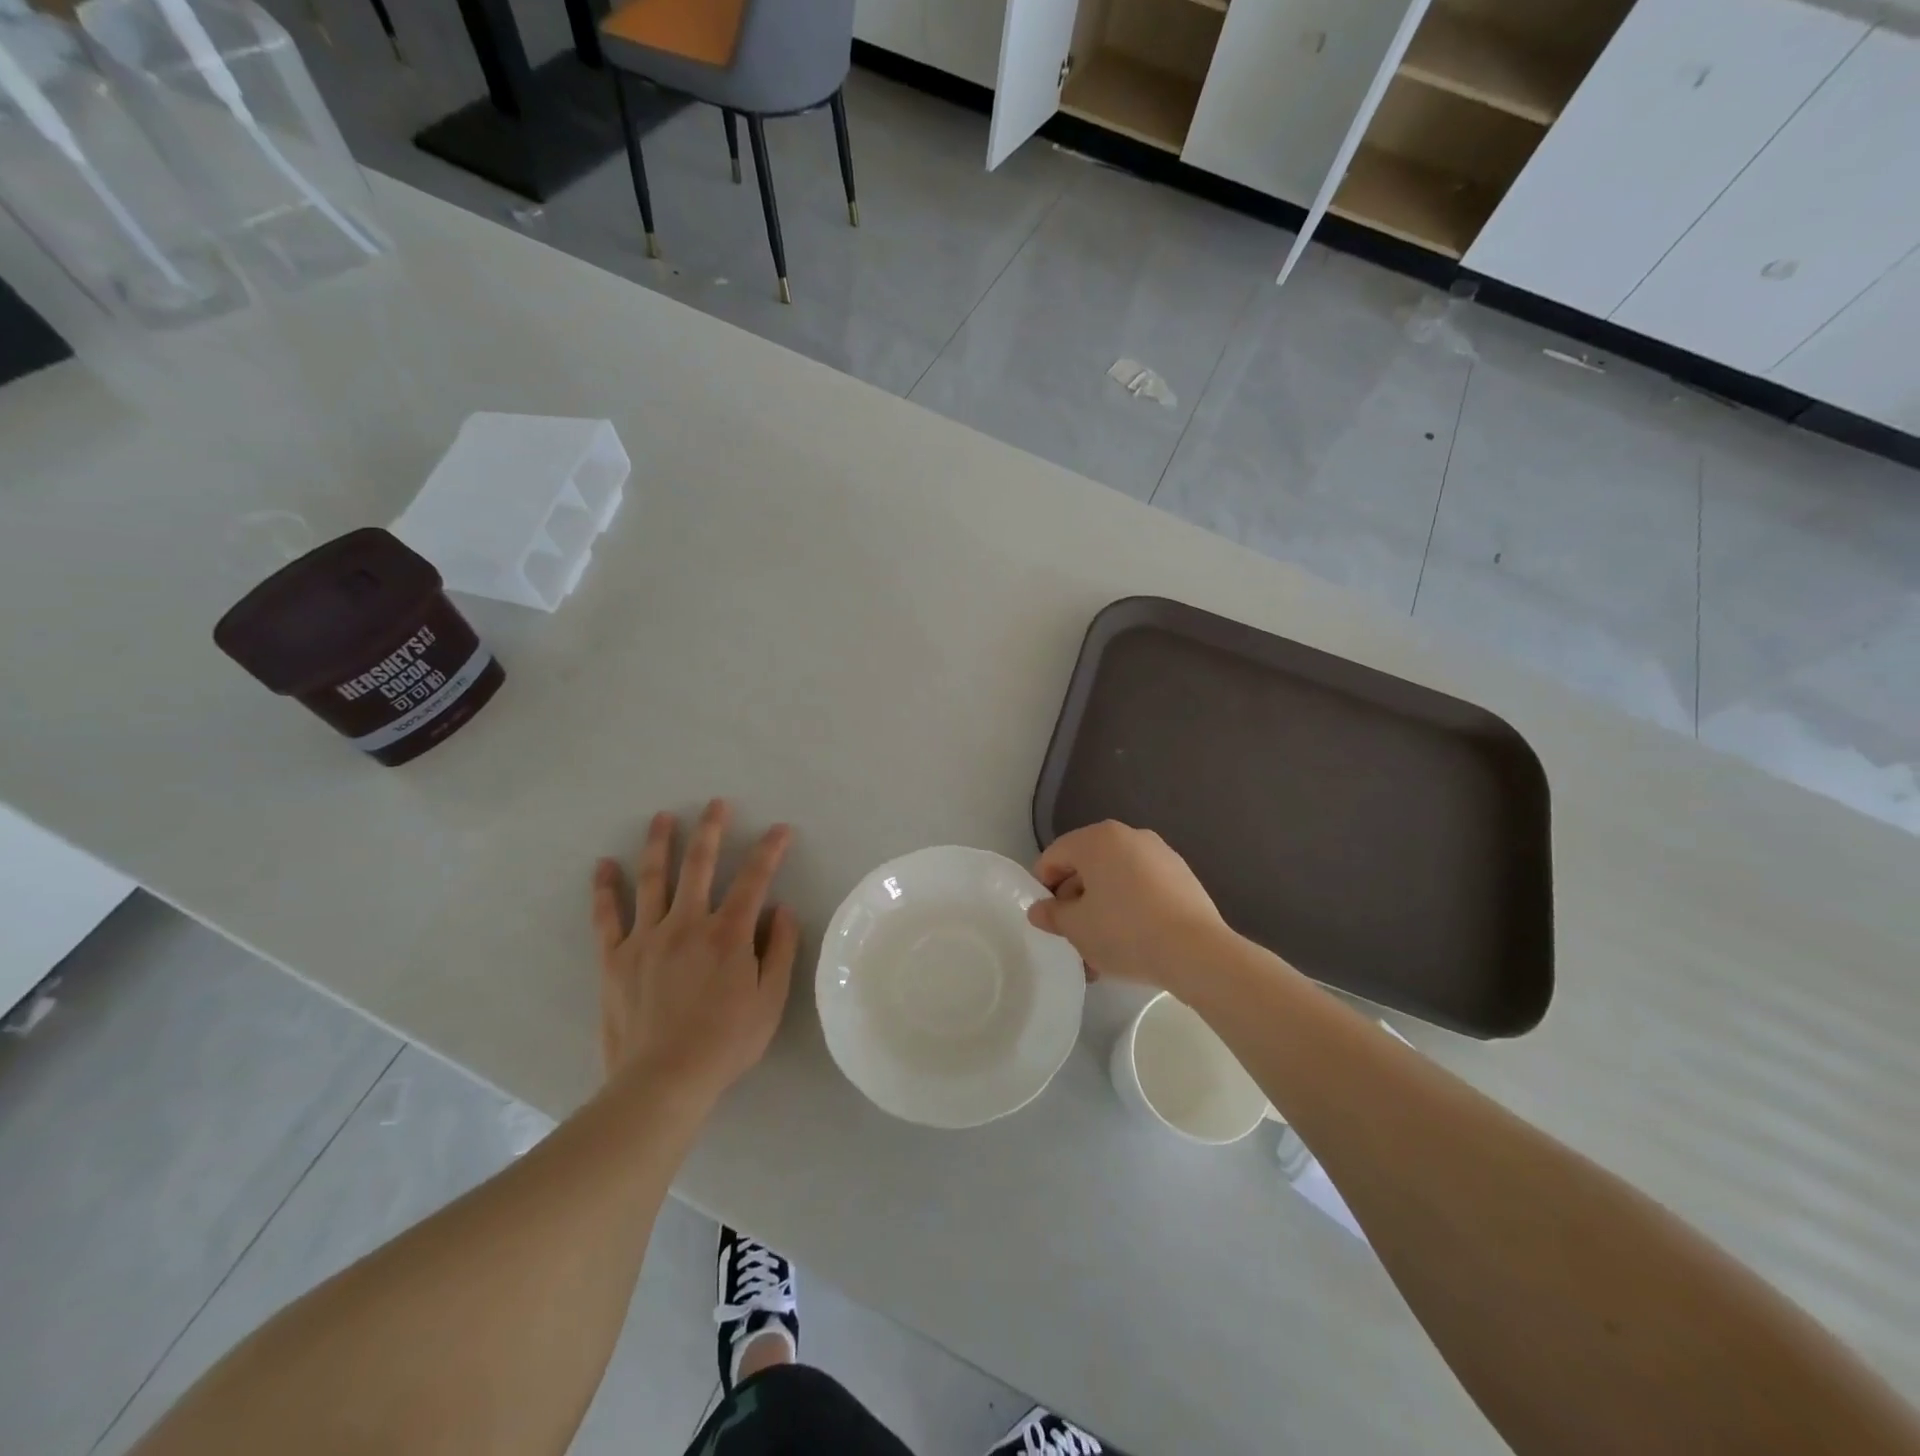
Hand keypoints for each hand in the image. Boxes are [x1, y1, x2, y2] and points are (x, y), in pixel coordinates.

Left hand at [591, 799, 798, 1103]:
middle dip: (711, 830)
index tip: (780, 829)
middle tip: (717, 804)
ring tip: (663, 817)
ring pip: (653, 879)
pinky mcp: (615, 958)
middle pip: (700, 865)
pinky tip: (604, 865)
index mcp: (728, 934)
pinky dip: (605, 888)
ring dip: (660, 844)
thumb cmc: (726, 1042)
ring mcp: (647, 937)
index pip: (754, 880)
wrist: (662, 1081)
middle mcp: (687, 924)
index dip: (770, 851)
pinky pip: (607, 916)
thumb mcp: (770, 1000)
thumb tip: (782, 909)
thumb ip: (780, 950)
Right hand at [1027, 821, 1229, 996]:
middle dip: (1075, 902)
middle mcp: (1129, 836)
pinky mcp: (1182, 877)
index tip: (1048, 920)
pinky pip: (1142, 888)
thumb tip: (1040, 910)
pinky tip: (1132, 944)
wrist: (1196, 952)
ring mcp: (1160, 854)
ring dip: (1102, 910)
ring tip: (1101, 952)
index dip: (1043, 887)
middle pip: (1087, 867)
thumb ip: (1052, 915)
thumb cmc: (1125, 931)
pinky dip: (1130, 909)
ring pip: (1116, 881)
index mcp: (1097, 839)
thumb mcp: (1076, 928)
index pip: (1054, 856)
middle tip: (1072, 939)